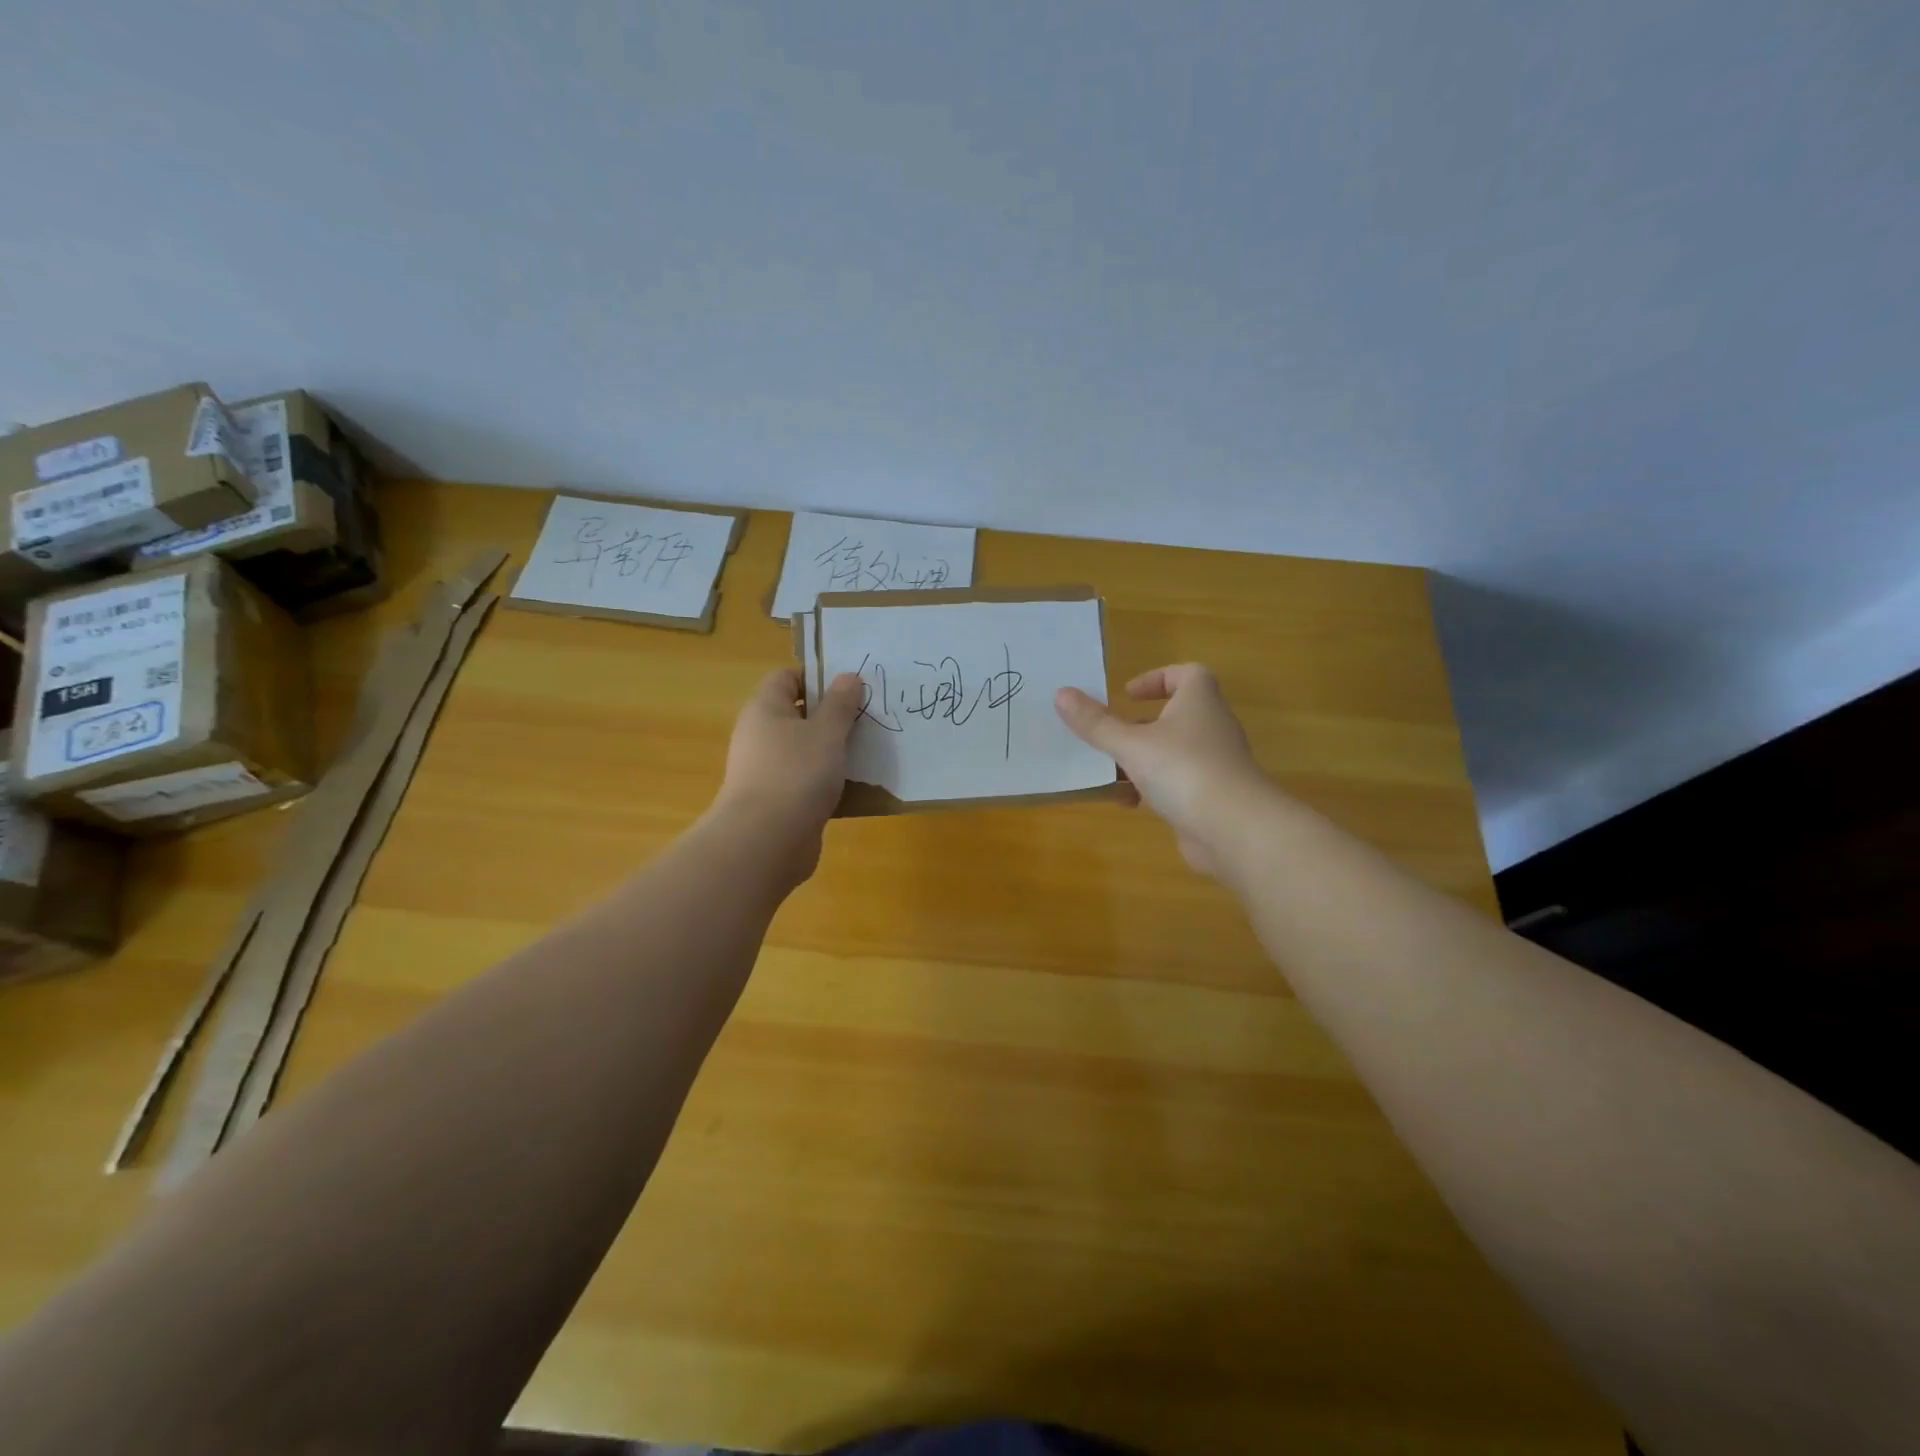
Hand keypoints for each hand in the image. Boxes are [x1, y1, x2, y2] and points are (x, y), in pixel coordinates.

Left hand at [709, 667, 863, 883]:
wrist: (766, 842)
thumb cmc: (796, 774)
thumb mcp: (827, 733)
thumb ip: (840, 704)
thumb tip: (848, 676)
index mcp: (765, 709)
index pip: (787, 678)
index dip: (817, 678)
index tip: (851, 689)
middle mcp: (760, 735)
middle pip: (797, 714)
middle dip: (832, 716)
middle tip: (867, 719)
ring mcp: (766, 770)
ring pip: (804, 749)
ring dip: (833, 751)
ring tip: (868, 751)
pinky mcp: (777, 801)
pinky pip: (806, 780)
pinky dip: (827, 780)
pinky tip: (854, 786)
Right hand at [1055, 664, 1272, 878]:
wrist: (1234, 829)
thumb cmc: (1183, 770)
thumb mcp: (1130, 744)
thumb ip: (1096, 722)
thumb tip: (1061, 694)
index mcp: (1199, 703)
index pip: (1188, 674)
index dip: (1158, 678)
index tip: (1127, 694)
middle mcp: (1211, 728)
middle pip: (1174, 716)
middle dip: (1138, 725)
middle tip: (1108, 735)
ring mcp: (1214, 765)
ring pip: (1171, 753)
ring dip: (1140, 761)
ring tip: (1109, 772)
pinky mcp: (1211, 797)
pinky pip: (1176, 784)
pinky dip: (1152, 789)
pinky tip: (1128, 803)